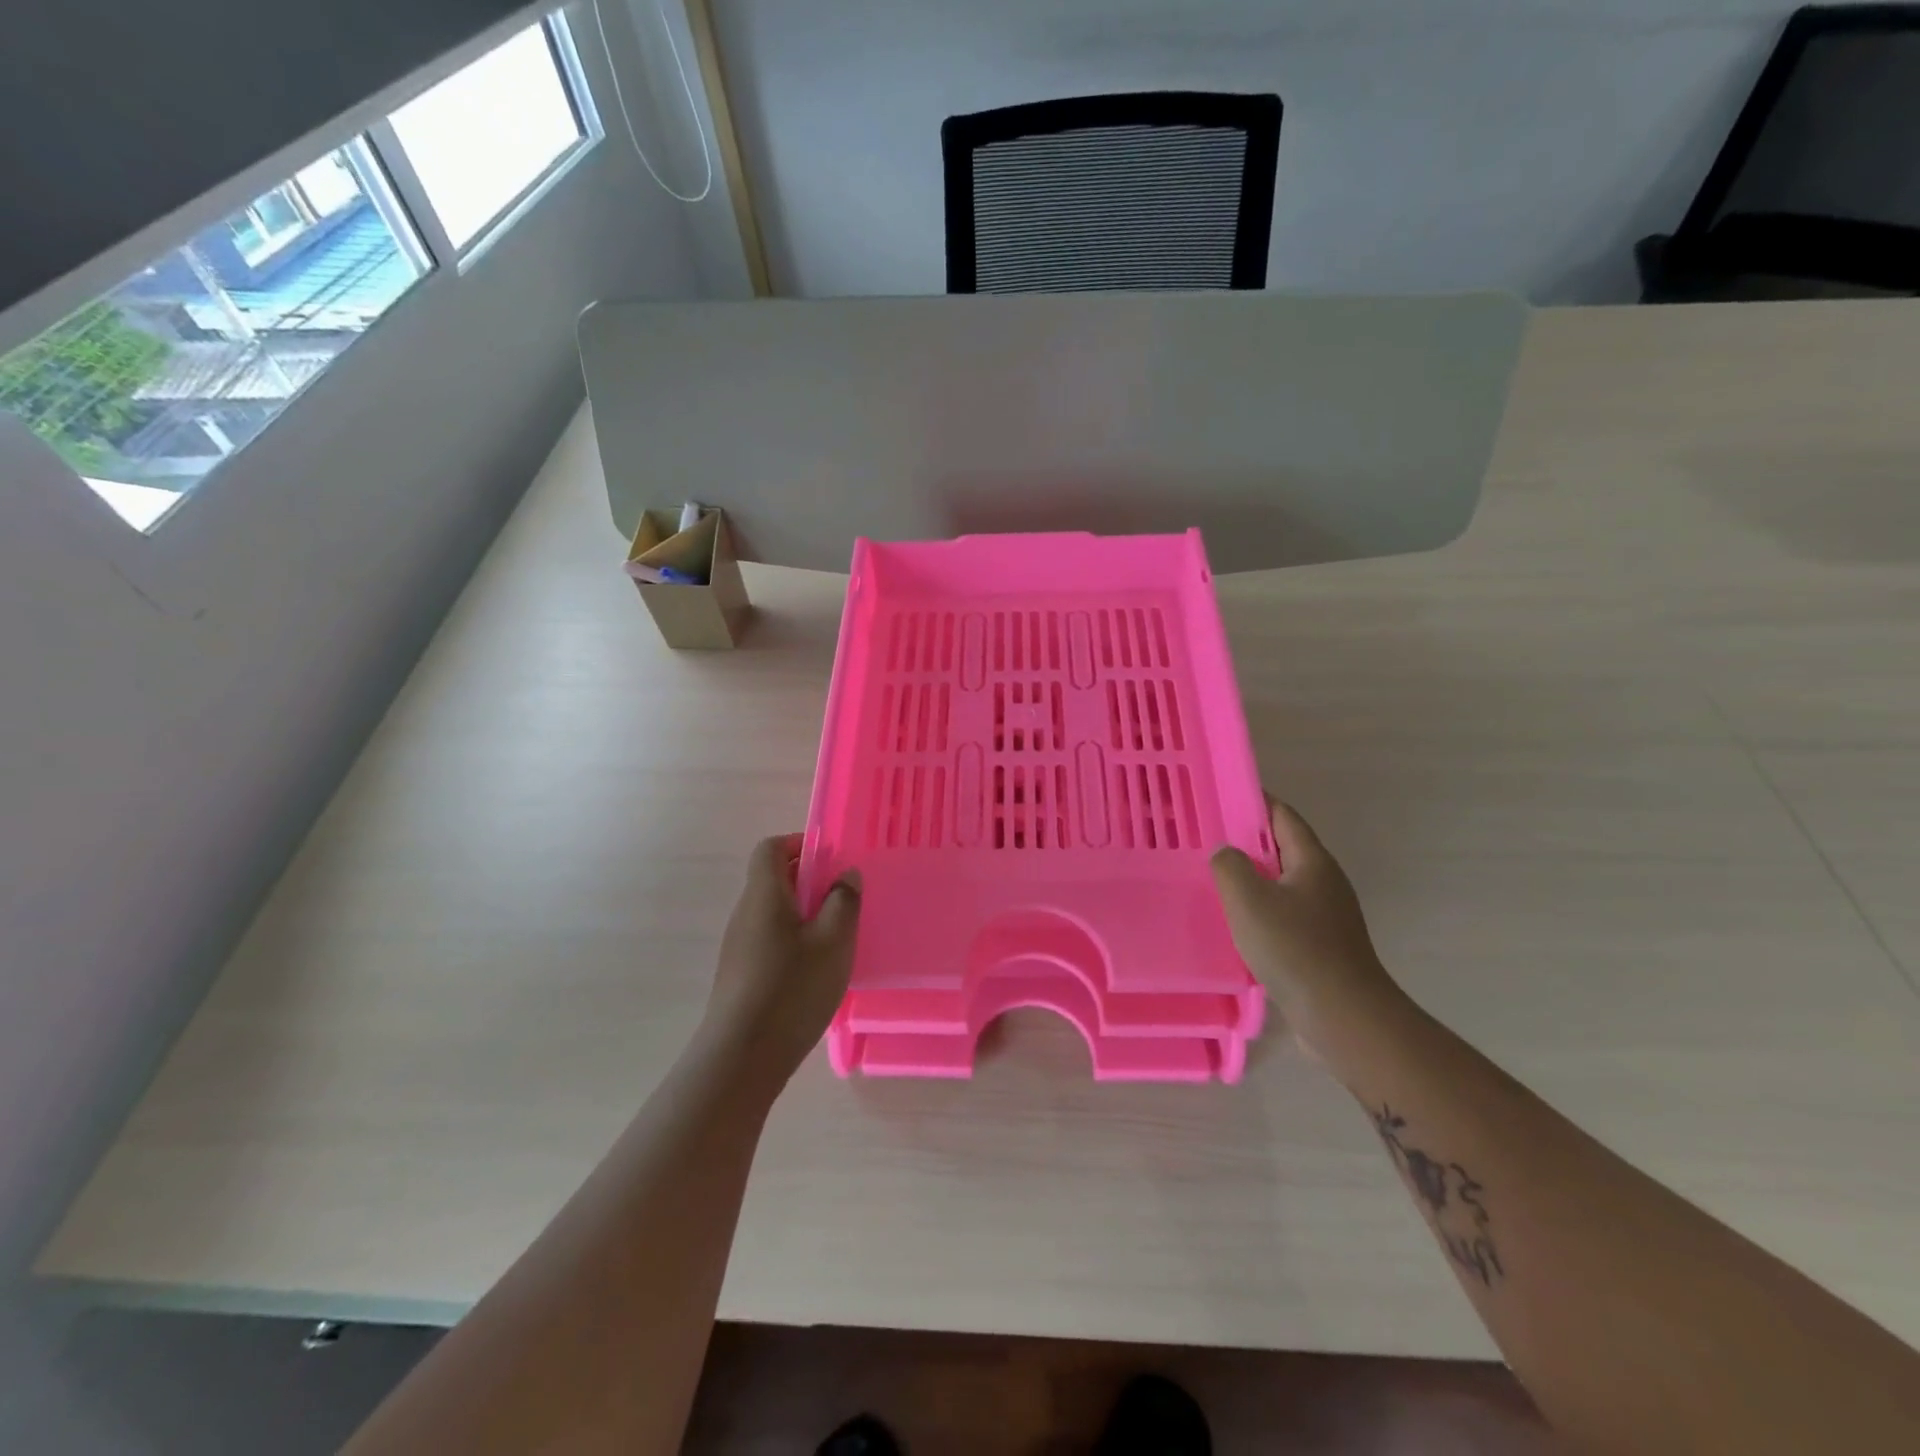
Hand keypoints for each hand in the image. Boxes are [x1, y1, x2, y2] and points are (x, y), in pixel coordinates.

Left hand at [703, 835, 861, 1086]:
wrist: (741, 1058)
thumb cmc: (792, 988)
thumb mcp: (833, 941)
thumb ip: (844, 901)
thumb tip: (845, 874)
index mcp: (764, 894)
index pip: (771, 848)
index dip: (799, 844)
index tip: (831, 861)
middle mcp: (745, 913)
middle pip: (773, 879)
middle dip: (810, 882)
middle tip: (843, 901)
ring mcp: (739, 945)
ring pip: (774, 912)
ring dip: (804, 914)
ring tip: (836, 939)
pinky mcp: (740, 974)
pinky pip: (770, 940)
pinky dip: (794, 940)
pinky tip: (815, 971)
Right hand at [1211, 798, 1405, 1058]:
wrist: (1343, 1016)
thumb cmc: (1295, 948)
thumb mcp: (1249, 899)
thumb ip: (1229, 866)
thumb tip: (1225, 853)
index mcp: (1312, 861)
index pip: (1282, 815)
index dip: (1253, 801)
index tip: (1219, 796)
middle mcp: (1324, 882)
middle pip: (1282, 848)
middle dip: (1245, 840)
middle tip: (1205, 839)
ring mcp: (1326, 915)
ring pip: (1281, 883)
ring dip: (1251, 878)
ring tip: (1212, 879)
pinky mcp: (1321, 945)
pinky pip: (1284, 913)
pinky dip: (1259, 908)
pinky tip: (1234, 923)